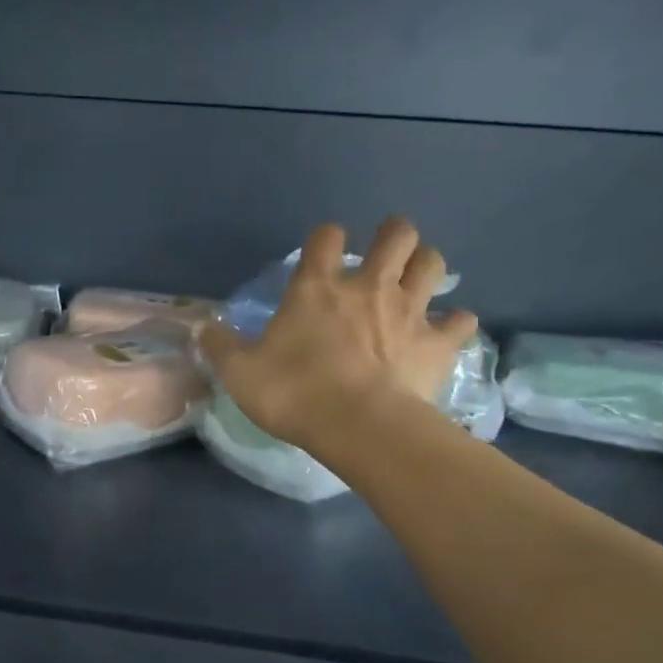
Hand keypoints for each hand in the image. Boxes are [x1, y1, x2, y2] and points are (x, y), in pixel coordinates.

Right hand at [198, 218, 478, 454]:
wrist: (358, 427)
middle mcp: (368, 287)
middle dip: (394, 235)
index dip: (326, 238)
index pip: (326, 236)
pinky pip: (460, 321)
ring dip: (426, 266)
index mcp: (318, 287)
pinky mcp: (437, 344)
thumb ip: (220, 346)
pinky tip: (445, 332)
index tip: (322, 254)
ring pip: (433, 264)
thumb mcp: (240, 373)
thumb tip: (202, 328)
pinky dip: (455, 323)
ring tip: (416, 282)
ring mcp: (409, 312)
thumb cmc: (294, 393)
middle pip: (398, 234)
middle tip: (385, 254)